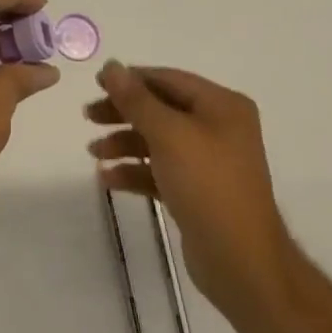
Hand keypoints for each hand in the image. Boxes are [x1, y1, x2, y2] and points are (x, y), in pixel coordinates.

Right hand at [87, 62, 290, 319]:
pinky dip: (136, 171)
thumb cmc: (208, 186)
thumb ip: (136, 100)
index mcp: (221, 105)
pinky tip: (108, 178)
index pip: (168, 79)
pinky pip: (161, 170)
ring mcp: (209, 162)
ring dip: (124, 143)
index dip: (130, 79)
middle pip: (161, 109)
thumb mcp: (169, 135)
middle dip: (123, 112)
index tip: (96, 84)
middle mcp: (218, 127)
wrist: (243, 267)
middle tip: (88, 116)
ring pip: (158, 140)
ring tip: (94, 152)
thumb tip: (111, 65)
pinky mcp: (198, 193)